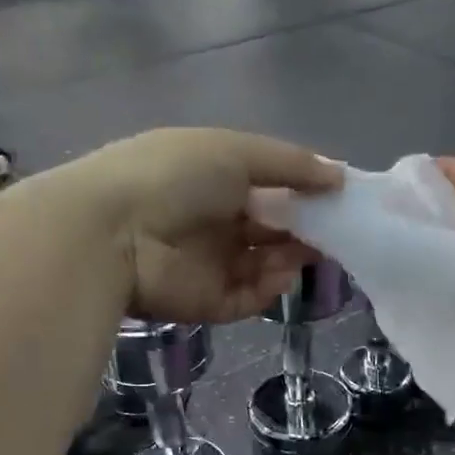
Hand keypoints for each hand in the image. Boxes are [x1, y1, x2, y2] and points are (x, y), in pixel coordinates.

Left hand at [63, 129, 341, 323]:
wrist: (114, 233)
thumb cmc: (175, 178)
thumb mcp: (236, 151)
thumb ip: (291, 163)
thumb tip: (340, 175)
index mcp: (213, 178)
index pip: (267, 187)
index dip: (302, 192)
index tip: (335, 197)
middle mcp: (212, 221)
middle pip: (269, 229)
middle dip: (303, 229)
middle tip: (333, 231)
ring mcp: (208, 264)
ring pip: (264, 265)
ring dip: (290, 258)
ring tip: (310, 252)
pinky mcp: (207, 302)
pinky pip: (249, 297)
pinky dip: (269, 288)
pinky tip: (280, 275)